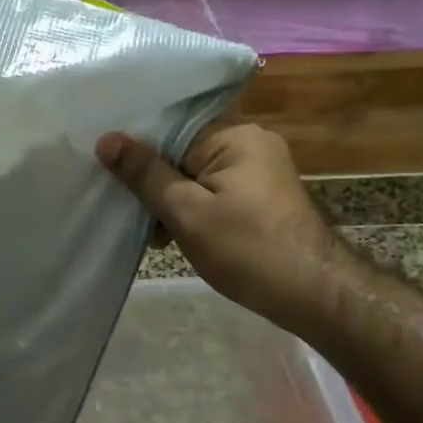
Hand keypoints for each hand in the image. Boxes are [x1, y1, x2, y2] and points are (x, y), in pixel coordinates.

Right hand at [96, 124, 351, 335]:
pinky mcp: (264, 197)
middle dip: (155, 182)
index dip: (138, 149)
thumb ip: (145, 174)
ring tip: (154, 236)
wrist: (316, 294)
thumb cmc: (247, 249)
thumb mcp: (187, 212)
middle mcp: (251, 142)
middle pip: (184, 152)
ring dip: (174, 202)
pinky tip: (177, 237)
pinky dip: (196, 211)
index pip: (171, 128)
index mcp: (235, 135)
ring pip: (198, 176)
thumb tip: (106, 138)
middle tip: (129, 213)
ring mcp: (261, 170)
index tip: (107, 170)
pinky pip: (216, 192)